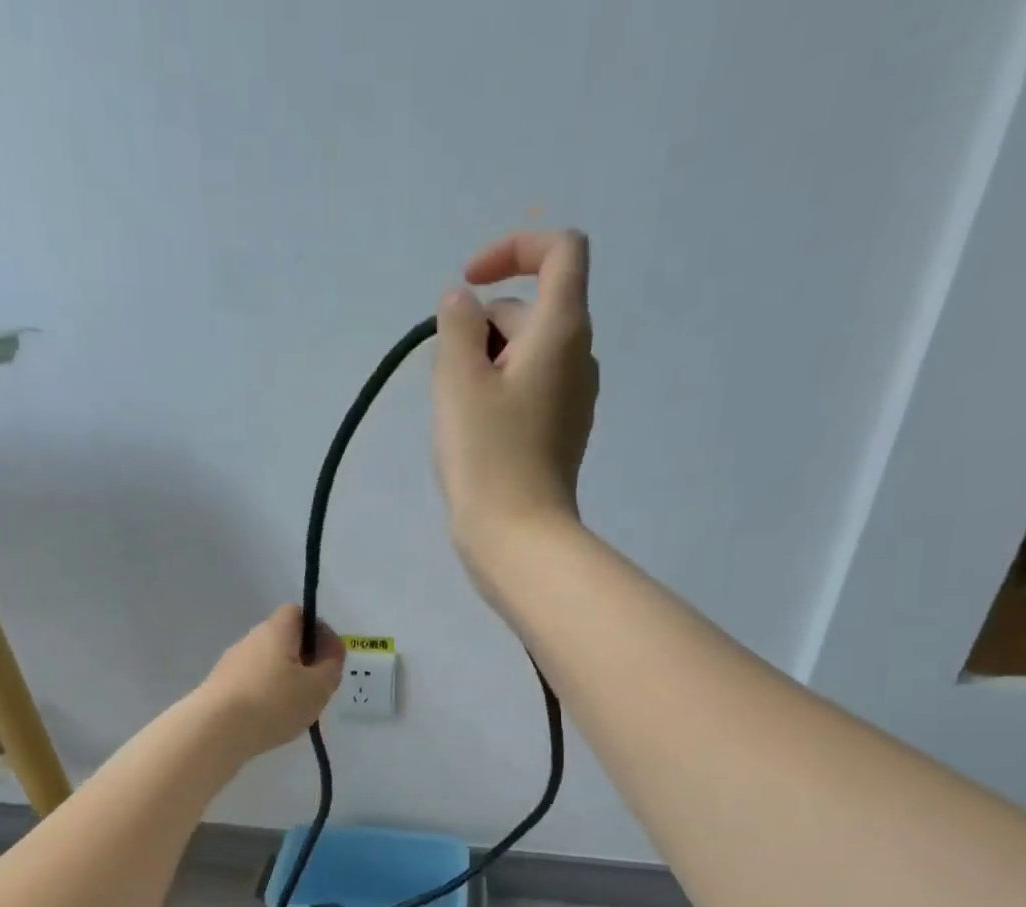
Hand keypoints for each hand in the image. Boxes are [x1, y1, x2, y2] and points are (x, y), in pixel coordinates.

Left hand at [196, 605, 344, 757]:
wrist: (214, 730)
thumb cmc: (273, 702)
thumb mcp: (317, 687)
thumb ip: (331, 666)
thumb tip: (329, 652)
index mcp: (276, 630)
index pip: (297, 612)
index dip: (317, 630)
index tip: (328, 657)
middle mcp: (250, 640)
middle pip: (282, 640)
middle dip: (302, 659)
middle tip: (316, 687)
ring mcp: (231, 664)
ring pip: (266, 664)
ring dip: (283, 680)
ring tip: (294, 710)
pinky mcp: (219, 687)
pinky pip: (251, 684)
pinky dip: (264, 696)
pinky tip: (270, 720)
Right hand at [432, 229, 598, 564]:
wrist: (518, 538)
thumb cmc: (487, 455)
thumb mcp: (458, 380)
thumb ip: (458, 326)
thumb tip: (463, 304)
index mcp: (563, 330)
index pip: (561, 251)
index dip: (515, 249)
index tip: (469, 284)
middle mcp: (579, 358)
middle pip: (533, 309)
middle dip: (483, 325)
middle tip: (446, 375)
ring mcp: (573, 401)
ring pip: (527, 355)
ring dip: (485, 363)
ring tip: (454, 410)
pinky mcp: (559, 435)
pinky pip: (528, 392)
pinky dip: (498, 394)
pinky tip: (472, 434)